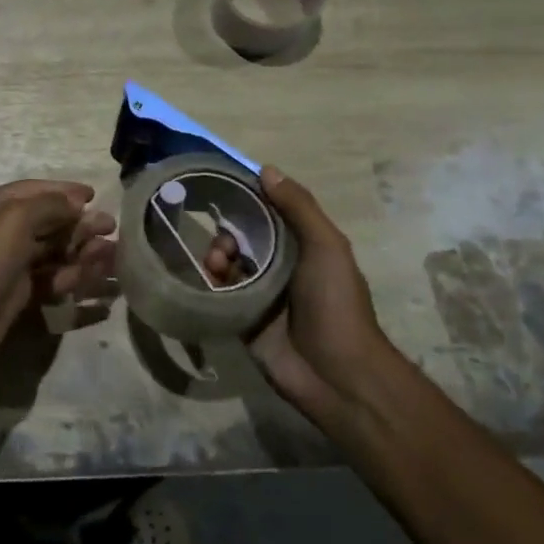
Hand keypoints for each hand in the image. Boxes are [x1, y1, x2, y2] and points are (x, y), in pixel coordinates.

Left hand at [0, 180, 116, 370]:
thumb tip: (76, 204)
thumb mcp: (16, 218)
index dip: (65, 191)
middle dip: (80, 223)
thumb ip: (50, 205)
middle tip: (110, 227)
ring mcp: (12, 261)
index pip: (34, 190)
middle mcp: (3, 230)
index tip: (93, 195)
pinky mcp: (21, 290)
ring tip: (111, 252)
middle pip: (49, 221)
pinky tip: (95, 274)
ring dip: (82, 249)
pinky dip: (73, 273)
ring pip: (54, 250)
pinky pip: (52, 276)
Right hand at [205, 166, 393, 426]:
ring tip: (216, 266)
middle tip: (224, 245)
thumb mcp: (326, 246)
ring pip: (227, 263)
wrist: (336, 373)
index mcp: (302, 246)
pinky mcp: (242, 319)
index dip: (246, 200)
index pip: (268, 213)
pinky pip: (219, 293)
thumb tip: (266, 169)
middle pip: (243, 237)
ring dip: (216, 256)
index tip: (220, 188)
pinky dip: (210, 283)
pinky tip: (207, 282)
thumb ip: (299, 208)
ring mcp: (260, 294)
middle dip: (227, 233)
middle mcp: (280, 266)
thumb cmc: (336, 303)